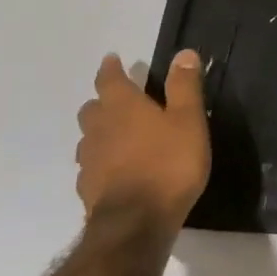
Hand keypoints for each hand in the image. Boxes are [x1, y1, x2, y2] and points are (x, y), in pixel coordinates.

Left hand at [75, 51, 210, 235]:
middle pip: (93, 108)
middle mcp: (99, 129)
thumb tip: (183, 53)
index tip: (112, 59)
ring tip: (120, 136)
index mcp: (122, 107)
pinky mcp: (88, 188)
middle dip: (104, 101)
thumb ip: (184, 87)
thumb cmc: (169, 163)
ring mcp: (89, 161)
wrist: (136, 222)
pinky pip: (91, 165)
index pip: (109, 79)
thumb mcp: (188, 120)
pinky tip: (117, 169)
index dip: (111, 68)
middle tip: (121, 101)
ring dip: (101, 132)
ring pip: (89, 138)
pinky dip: (102, 160)